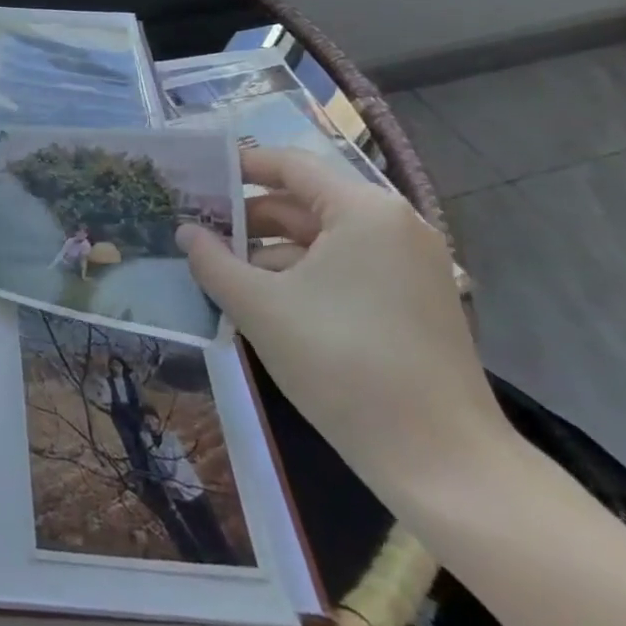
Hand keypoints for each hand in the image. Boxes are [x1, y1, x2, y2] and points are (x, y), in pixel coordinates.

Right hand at [178, 147, 511, 494]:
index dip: (240, 167)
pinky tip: (262, 303)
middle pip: (305, 203)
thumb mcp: (260, 308)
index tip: (196, 178)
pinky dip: (301, 276)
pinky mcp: (412, 302)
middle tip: (196, 233)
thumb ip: (213, 262)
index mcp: (363, 212)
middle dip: (248, 218)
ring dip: (269, 252)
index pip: (291, 165)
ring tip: (219, 274)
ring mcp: (409, 266)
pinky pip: (344, 269)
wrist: (440, 459)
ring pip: (322, 241)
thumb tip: (185, 233)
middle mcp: (393, 226)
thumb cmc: (342, 363)